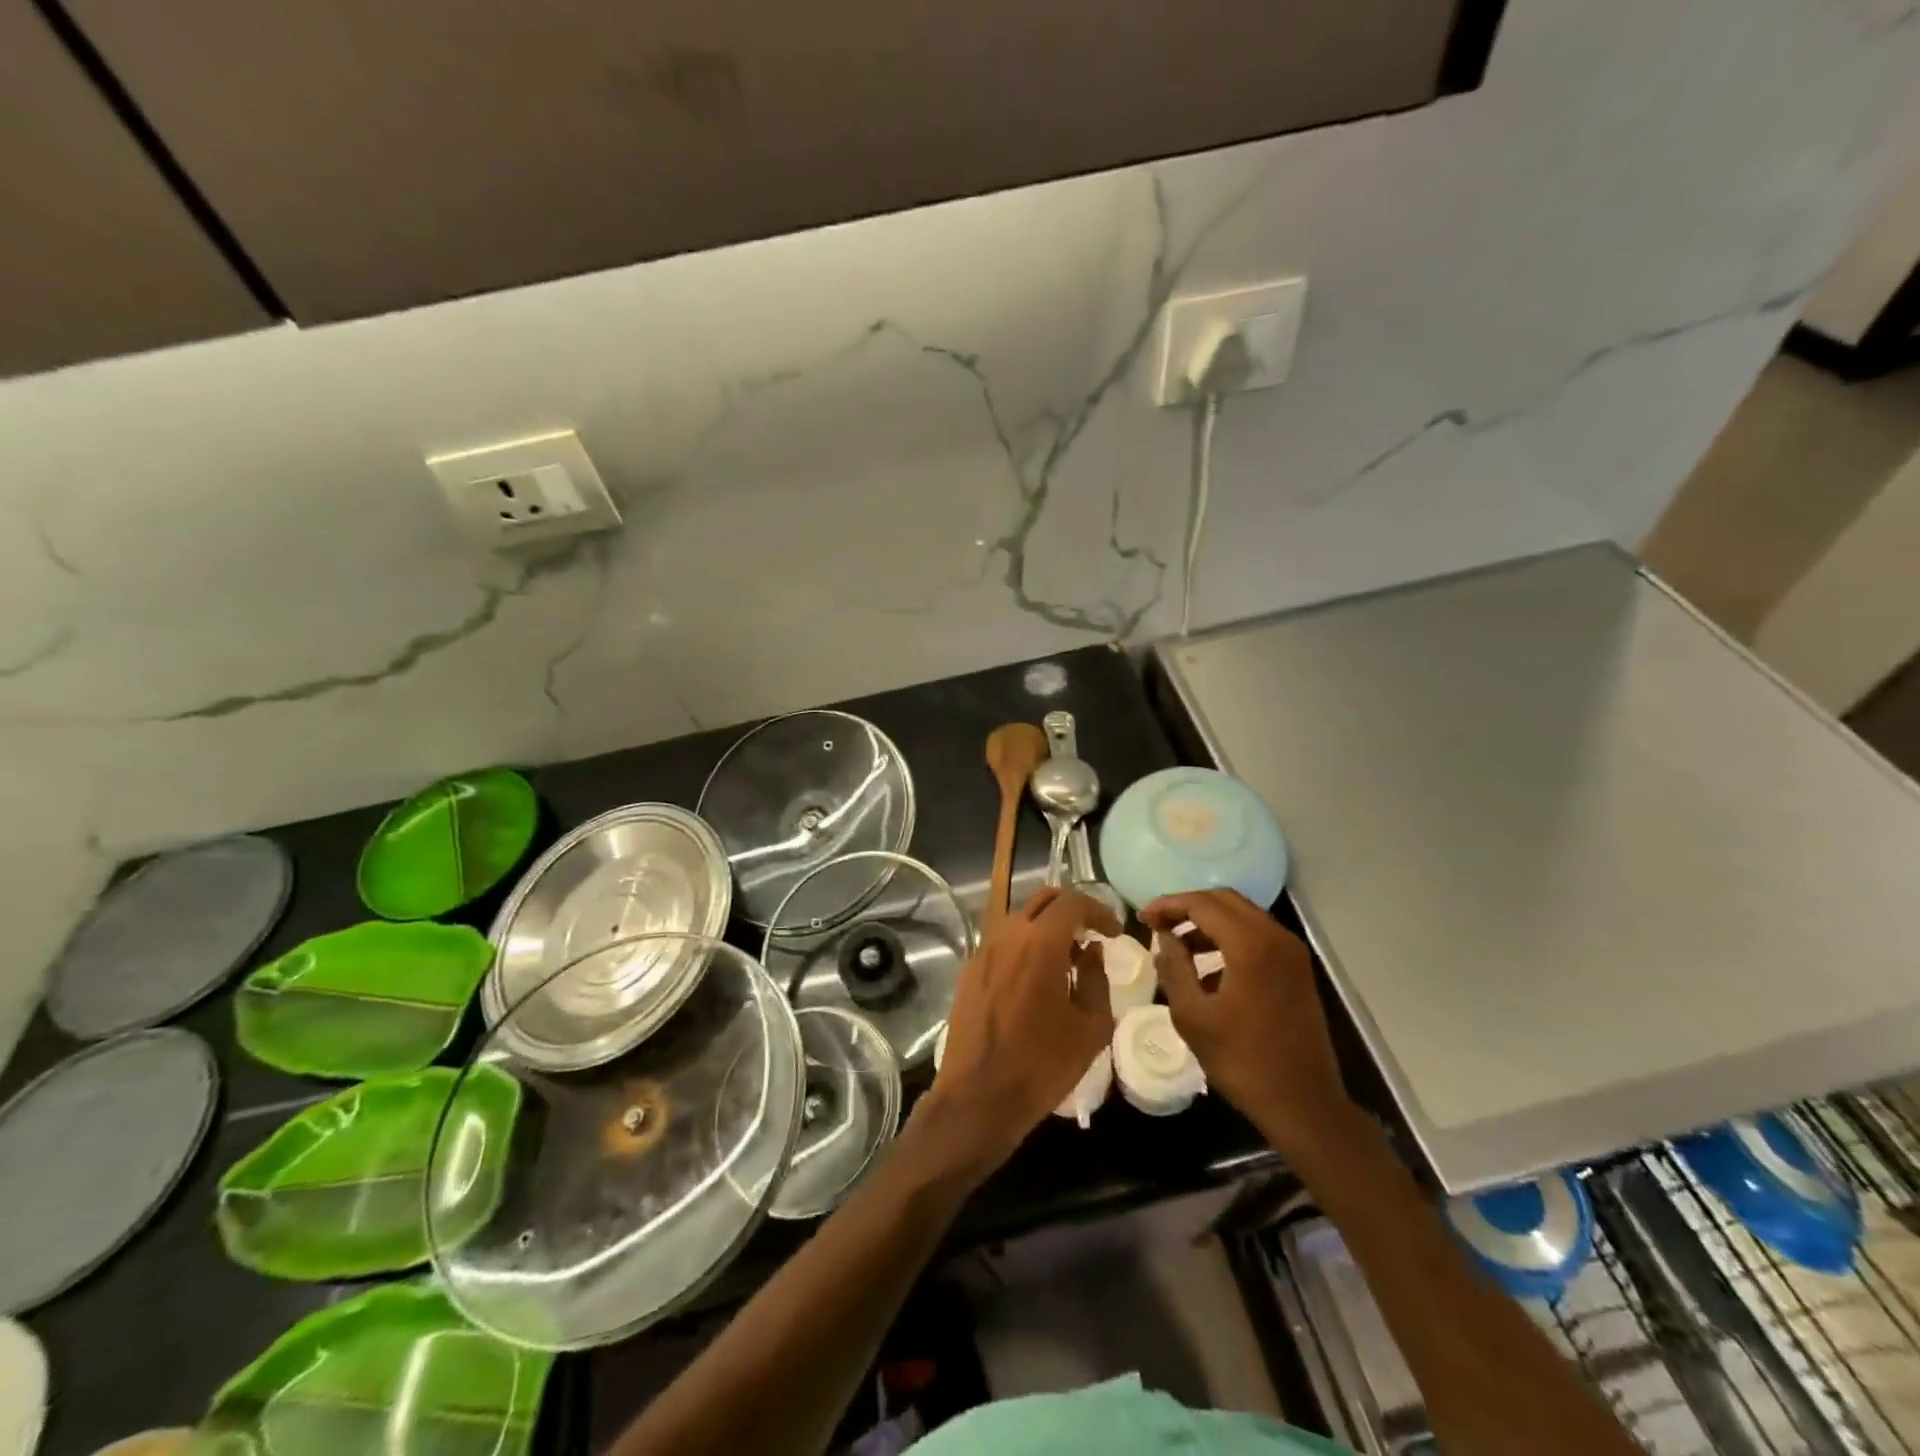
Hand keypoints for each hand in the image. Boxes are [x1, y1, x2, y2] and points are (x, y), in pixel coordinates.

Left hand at [916, 888, 1118, 1179]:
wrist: (978, 1097)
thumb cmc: (1042, 1065)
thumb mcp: (1090, 1027)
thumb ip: (1096, 979)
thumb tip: (1091, 951)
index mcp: (1040, 943)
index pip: (1073, 902)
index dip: (1099, 911)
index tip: (1113, 933)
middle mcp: (1008, 935)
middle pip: (1043, 900)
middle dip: (1071, 910)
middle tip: (1090, 936)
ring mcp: (983, 950)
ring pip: (1020, 918)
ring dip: (1046, 928)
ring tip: (1065, 961)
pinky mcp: (969, 970)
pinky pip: (1002, 942)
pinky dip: (1024, 945)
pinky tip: (1035, 979)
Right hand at [1141, 890, 1355, 1159]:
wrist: (1304, 1104)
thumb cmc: (1242, 1061)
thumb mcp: (1192, 1016)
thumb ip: (1174, 967)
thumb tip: (1164, 937)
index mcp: (1250, 945)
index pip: (1201, 904)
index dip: (1167, 905)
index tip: (1142, 919)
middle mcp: (1276, 937)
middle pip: (1224, 900)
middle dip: (1188, 906)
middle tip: (1158, 924)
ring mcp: (1291, 952)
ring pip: (1243, 915)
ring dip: (1208, 921)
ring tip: (1177, 944)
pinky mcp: (1298, 969)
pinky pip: (1258, 935)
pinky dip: (1229, 937)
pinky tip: (1208, 966)